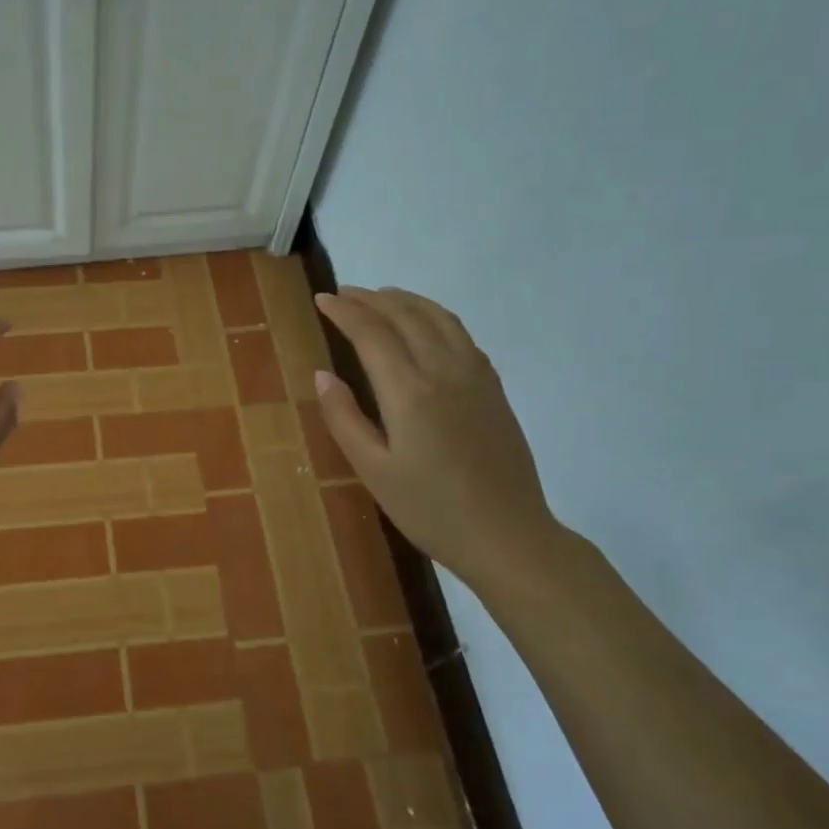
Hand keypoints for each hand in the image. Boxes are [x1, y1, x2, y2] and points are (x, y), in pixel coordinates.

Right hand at [314, 287, 561, 590]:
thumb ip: (344, 418)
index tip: (322, 299)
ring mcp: (476, 376)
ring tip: (381, 296)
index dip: (345, 312)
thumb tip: (322, 375)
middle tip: (344, 293)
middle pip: (406, 316)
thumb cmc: (430, 509)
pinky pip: (461, 334)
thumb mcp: (373, 470)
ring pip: (438, 318)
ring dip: (406, 300)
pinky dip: (435, 316)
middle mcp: (444, 371)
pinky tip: (426, 325)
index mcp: (409, 392)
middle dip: (371, 299)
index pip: (371, 333)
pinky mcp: (493, 387)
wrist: (507, 535)